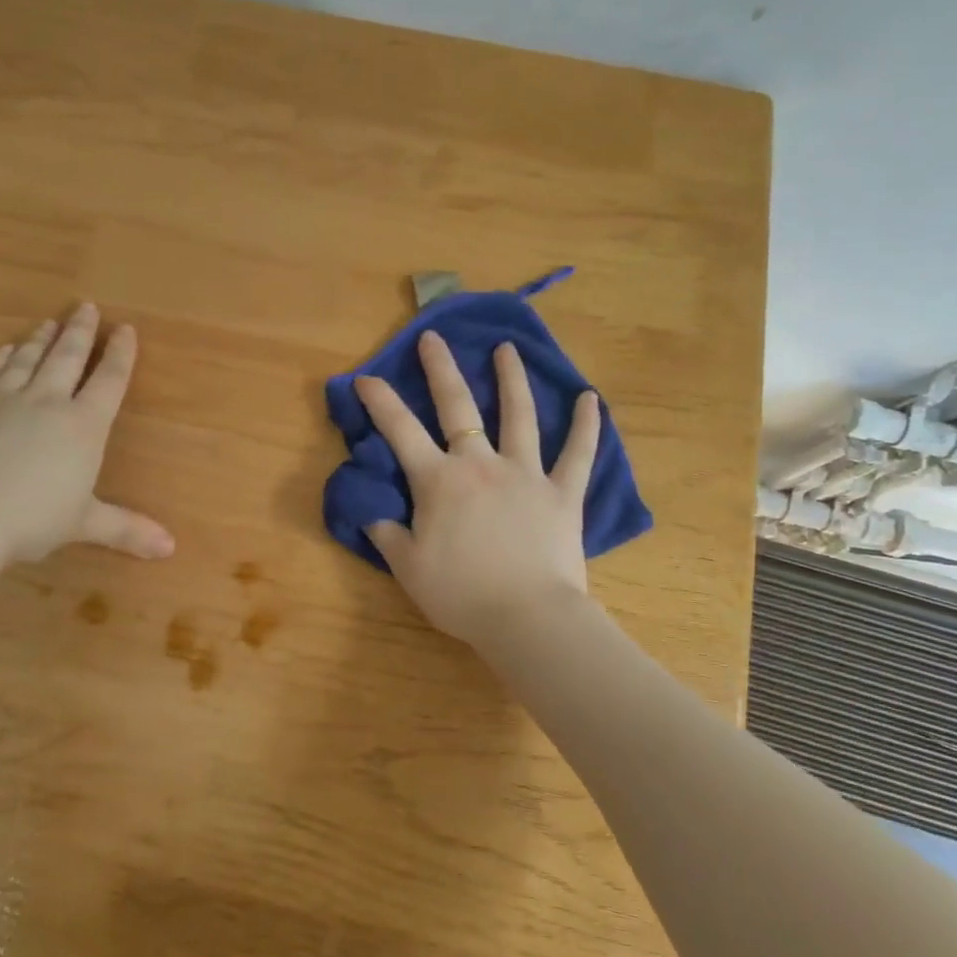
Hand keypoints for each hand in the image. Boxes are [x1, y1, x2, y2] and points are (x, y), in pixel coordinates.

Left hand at [0, 303, 174, 564]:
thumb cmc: (32, 520)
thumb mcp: (84, 524)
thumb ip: (127, 529)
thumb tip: (171, 548)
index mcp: (83, 427)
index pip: (109, 382)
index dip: (121, 355)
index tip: (127, 329)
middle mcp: (46, 404)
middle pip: (67, 359)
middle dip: (81, 333)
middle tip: (87, 307)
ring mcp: (2, 403)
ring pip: (26, 362)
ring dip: (39, 340)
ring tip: (49, 323)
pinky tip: (1, 351)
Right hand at [355, 331, 599, 643]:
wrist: (527, 618)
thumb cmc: (462, 595)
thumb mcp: (408, 569)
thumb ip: (387, 535)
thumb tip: (370, 512)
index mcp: (439, 482)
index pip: (401, 432)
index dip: (380, 402)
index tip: (365, 377)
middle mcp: (480, 465)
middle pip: (457, 407)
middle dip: (441, 369)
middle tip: (433, 338)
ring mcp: (526, 473)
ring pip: (519, 415)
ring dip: (511, 379)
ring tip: (507, 349)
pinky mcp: (563, 492)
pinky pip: (578, 453)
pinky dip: (587, 426)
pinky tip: (591, 399)